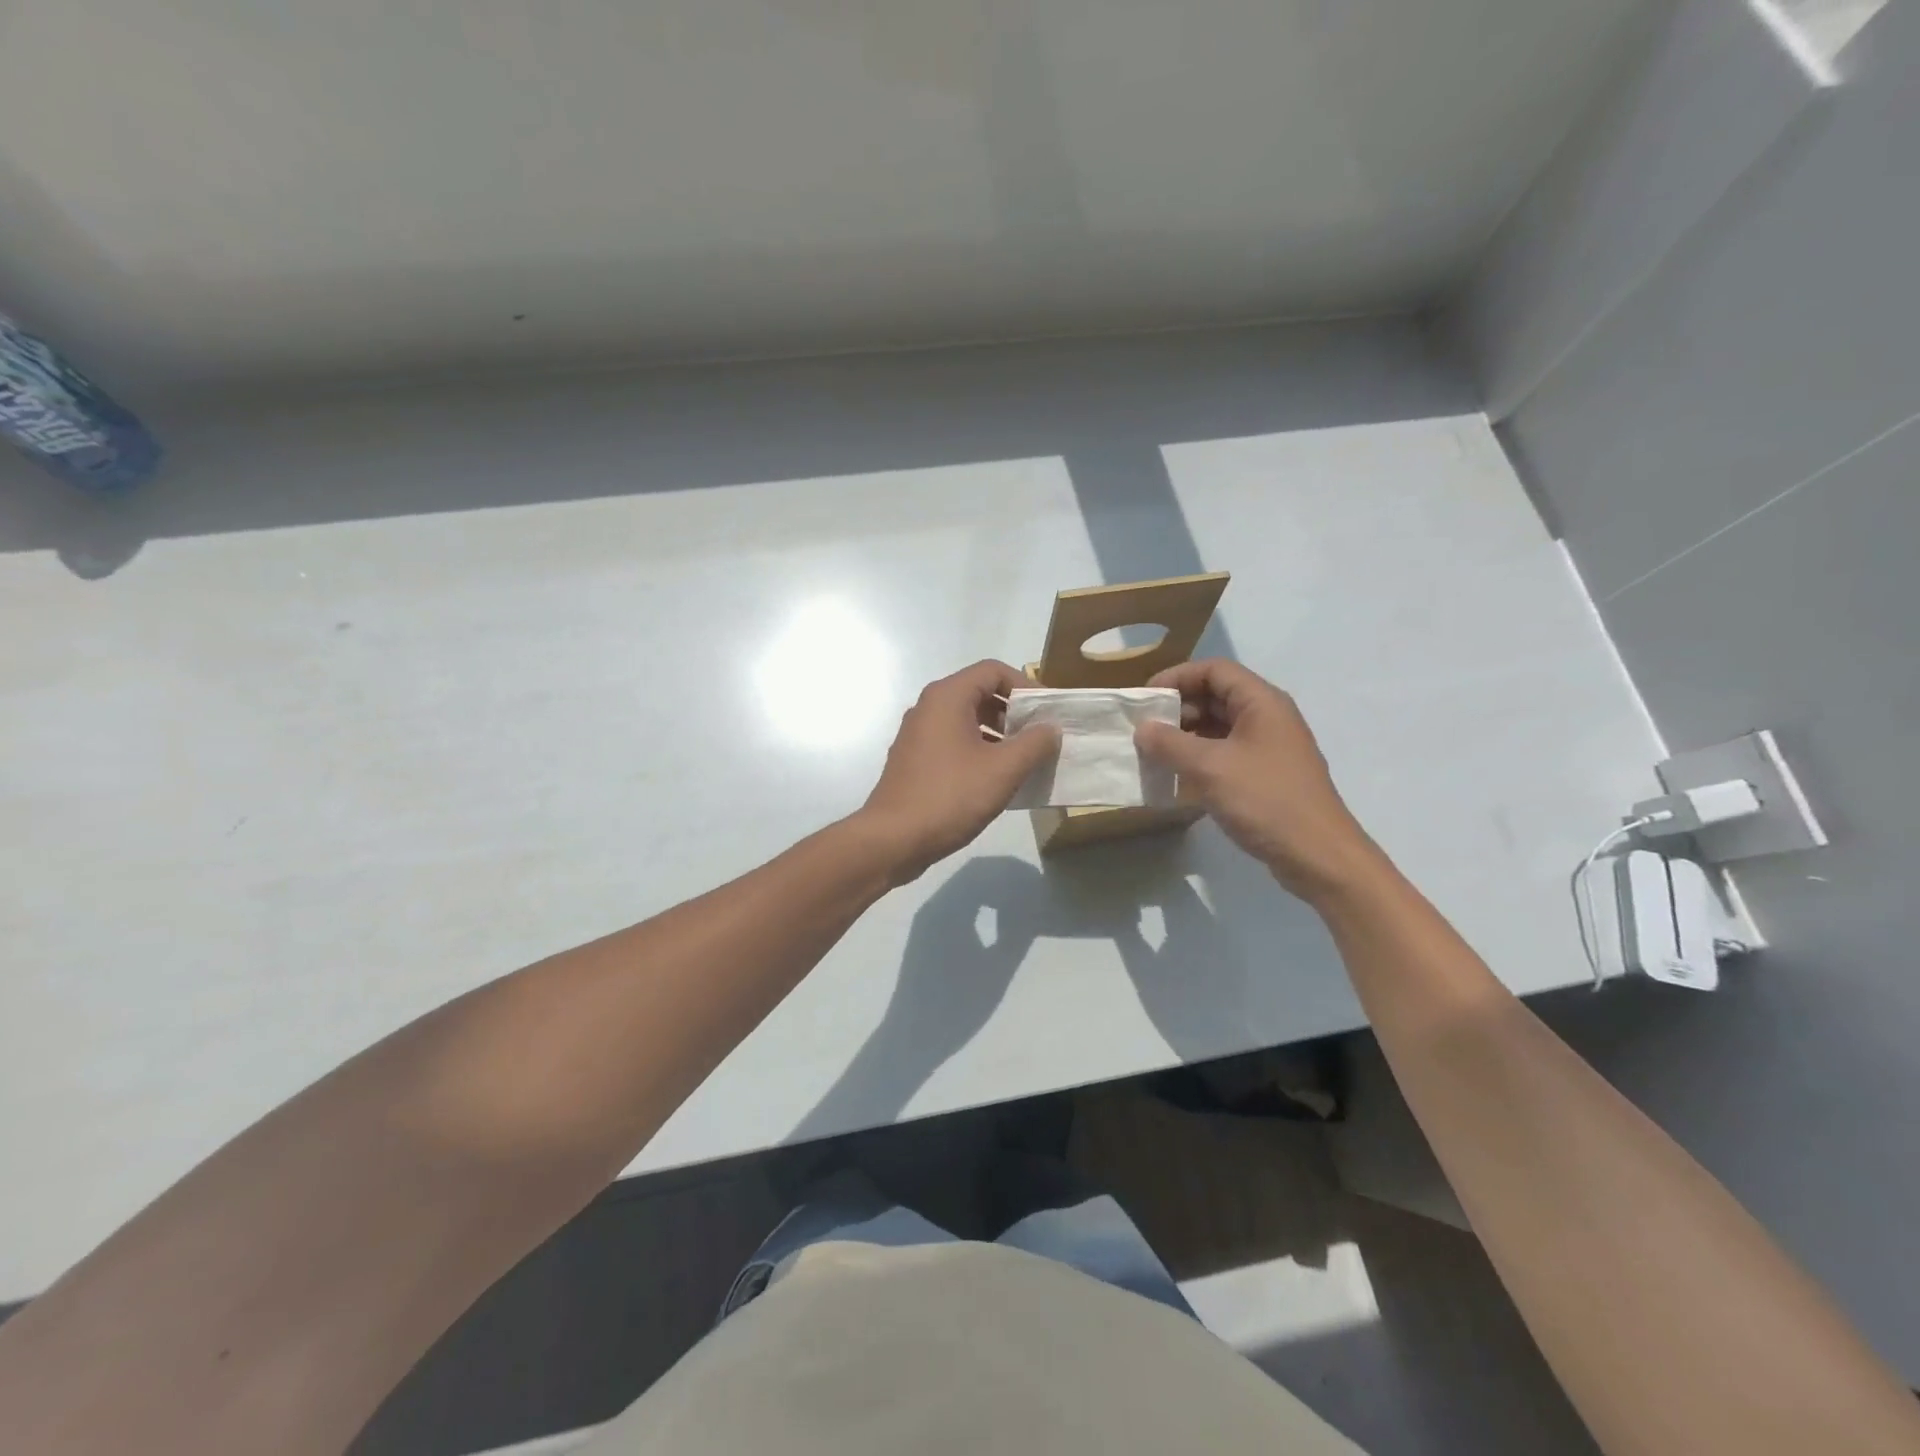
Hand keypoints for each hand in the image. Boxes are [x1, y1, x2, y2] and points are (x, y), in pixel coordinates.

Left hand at [858, 660, 1059, 883]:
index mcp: (947, 697)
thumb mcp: (1003, 770)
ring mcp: (917, 735)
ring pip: (966, 720)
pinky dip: (978, 751)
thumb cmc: (950, 797)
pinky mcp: (914, 761)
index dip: (1026, 685)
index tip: (1047, 712)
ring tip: (1024, 761)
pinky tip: (996, 780)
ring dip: (998, 734)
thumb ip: (1034, 743)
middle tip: (1040, 737)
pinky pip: (953, 743)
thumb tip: (1050, 727)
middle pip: (979, 693)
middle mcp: (928, 708)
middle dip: (1014, 712)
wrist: (893, 839)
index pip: (994, 670)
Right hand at [1134, 659, 1386, 900]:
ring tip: (1153, 753)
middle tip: (1143, 729)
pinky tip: (1177, 777)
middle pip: (1216, 696)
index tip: (1145, 699)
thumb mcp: (1209, 768)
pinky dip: (1199, 759)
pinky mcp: (1266, 776)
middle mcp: (1267, 717)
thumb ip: (1170, 744)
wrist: (1317, 855)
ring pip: (1219, 727)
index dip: (1176, 677)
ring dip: (1185, 736)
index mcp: (1261, 702)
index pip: (1214, 670)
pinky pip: (1226, 754)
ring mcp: (1269, 748)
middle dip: (1177, 709)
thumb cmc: (1265, 799)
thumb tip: (1142, 729)